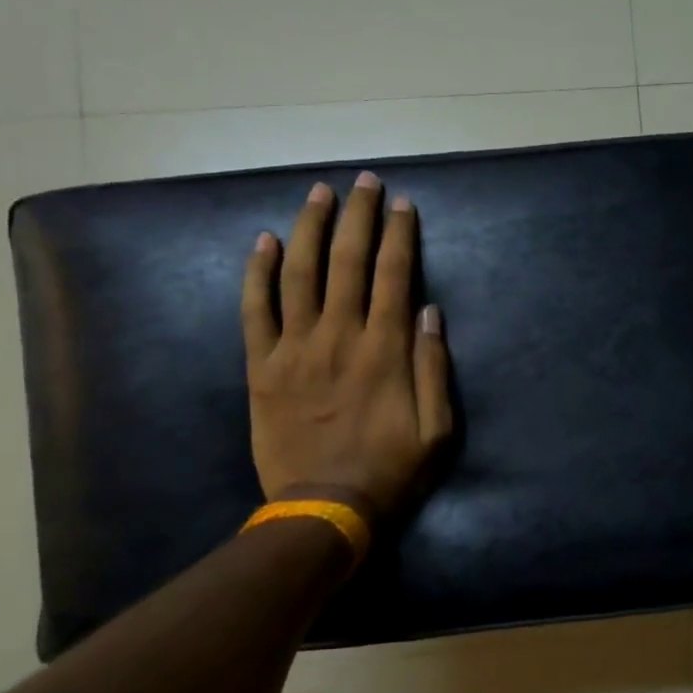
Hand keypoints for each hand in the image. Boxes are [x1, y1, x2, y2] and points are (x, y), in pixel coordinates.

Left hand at [243, 170, 453, 522]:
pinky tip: (261, 241)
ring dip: (309, 228)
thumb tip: (430, 311)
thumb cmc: (390, 471)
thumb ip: (434, 368)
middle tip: (363, 182)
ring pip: (299, 273)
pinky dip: (256, 272)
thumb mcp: (438, 430)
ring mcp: (294, 349)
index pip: (394, 274)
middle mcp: (339, 336)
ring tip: (319, 194)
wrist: (324, 510)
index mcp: (385, 349)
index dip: (399, 234)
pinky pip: (254, 310)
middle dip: (357, 215)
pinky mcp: (261, 368)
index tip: (402, 203)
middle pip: (347, 261)